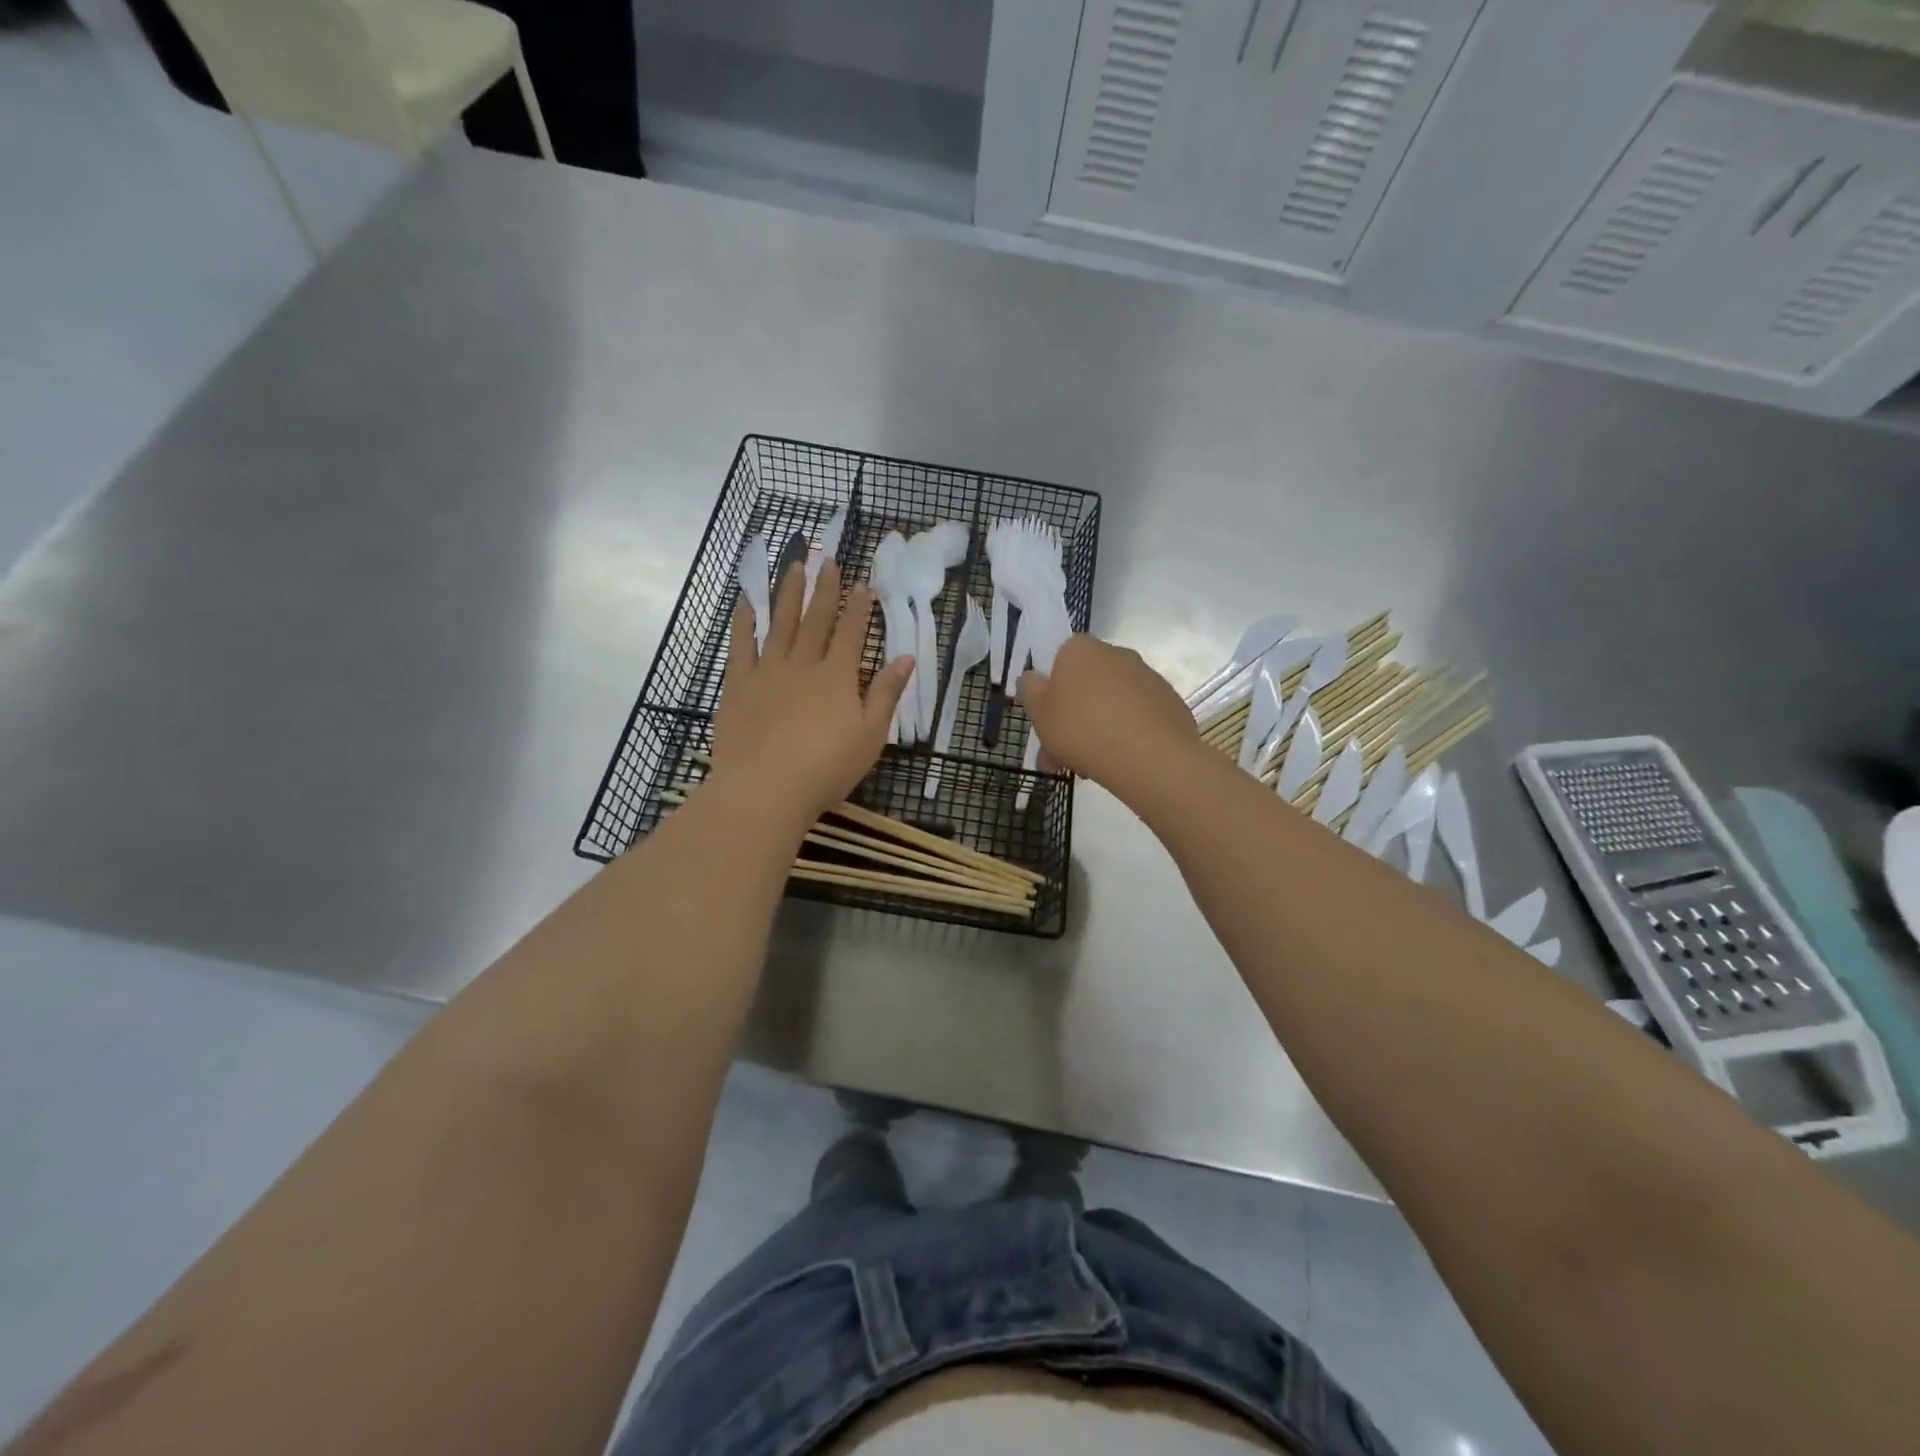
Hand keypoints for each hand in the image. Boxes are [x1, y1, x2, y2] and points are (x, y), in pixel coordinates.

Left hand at [710, 559, 911, 828]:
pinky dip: (744, 620)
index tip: (863, 583)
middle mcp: (803, 663)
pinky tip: (747, 601)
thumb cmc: (826, 768)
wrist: (765, 789)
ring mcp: (767, 670)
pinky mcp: (738, 684)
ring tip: (793, 566)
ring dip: (788, 592)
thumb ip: (886, 694)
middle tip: (827, 560)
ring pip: (780, 622)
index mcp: (837, 676)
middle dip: (824, 589)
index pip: (852, 632)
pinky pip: (741, 644)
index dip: (859, 607)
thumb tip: (906, 658)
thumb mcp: (870, 735)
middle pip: (816, 619)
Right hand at [1017, 635, 1205, 800]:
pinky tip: (1119, 764)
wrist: (1151, 758)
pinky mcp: (1169, 702)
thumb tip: (1034, 677)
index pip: (1060, 659)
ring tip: (1087, 771)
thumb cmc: (1083, 729)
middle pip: (1085, 686)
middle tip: (1058, 757)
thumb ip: (1030, 690)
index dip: (1050, 691)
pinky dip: (1126, 736)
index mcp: (1081, 649)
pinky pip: (1137, 717)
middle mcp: (1116, 654)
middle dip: (1070, 720)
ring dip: (1096, 732)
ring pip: (1110, 705)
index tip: (1046, 722)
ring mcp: (1147, 677)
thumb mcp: (1039, 713)